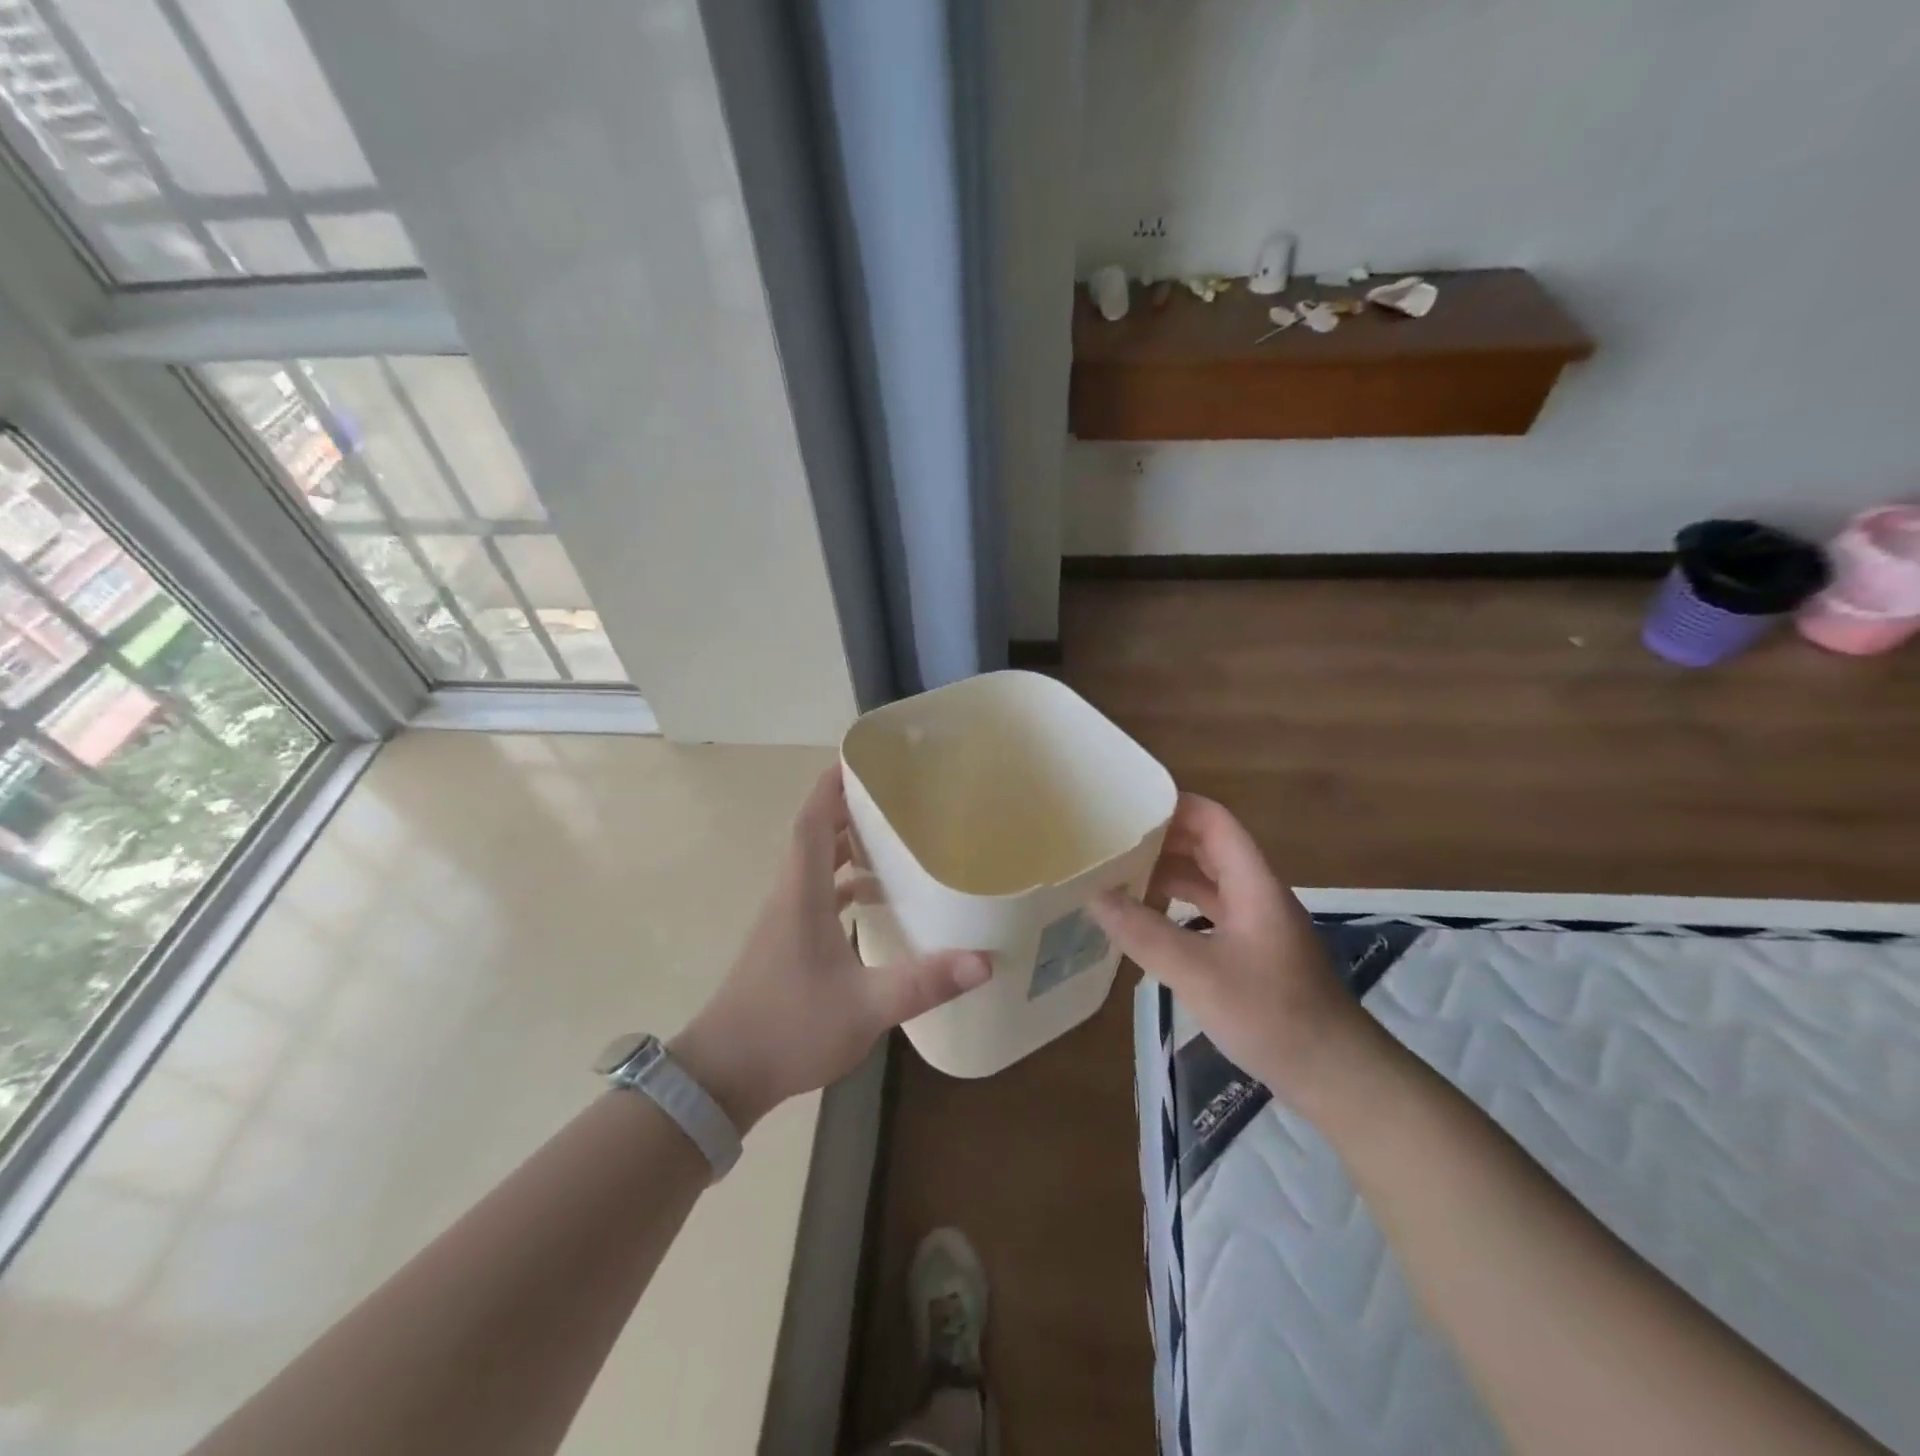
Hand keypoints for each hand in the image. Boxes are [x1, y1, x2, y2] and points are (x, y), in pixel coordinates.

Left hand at [672, 769, 989, 1129]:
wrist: (722, 1076)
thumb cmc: (788, 1028)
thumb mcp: (865, 1007)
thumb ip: (923, 982)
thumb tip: (984, 961)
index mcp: (801, 894)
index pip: (811, 822)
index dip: (831, 787)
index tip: (859, 760)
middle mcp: (789, 898)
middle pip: (815, 836)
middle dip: (849, 810)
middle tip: (895, 796)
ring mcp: (784, 922)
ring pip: (815, 867)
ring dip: (846, 847)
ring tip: (892, 838)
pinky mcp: (786, 945)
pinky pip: (816, 896)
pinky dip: (842, 885)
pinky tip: (873, 900)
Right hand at [1088, 794, 1372, 1111]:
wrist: (1335, 1075)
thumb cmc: (1272, 1014)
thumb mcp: (1199, 973)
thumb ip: (1144, 933)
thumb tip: (1094, 896)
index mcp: (1252, 884)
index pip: (1213, 821)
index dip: (1174, 806)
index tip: (1127, 807)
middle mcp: (1256, 894)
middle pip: (1207, 847)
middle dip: (1161, 840)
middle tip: (1111, 843)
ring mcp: (1256, 924)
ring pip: (1207, 882)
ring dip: (1167, 875)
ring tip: (1119, 878)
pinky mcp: (1252, 952)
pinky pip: (1209, 912)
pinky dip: (1177, 908)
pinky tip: (1147, 923)